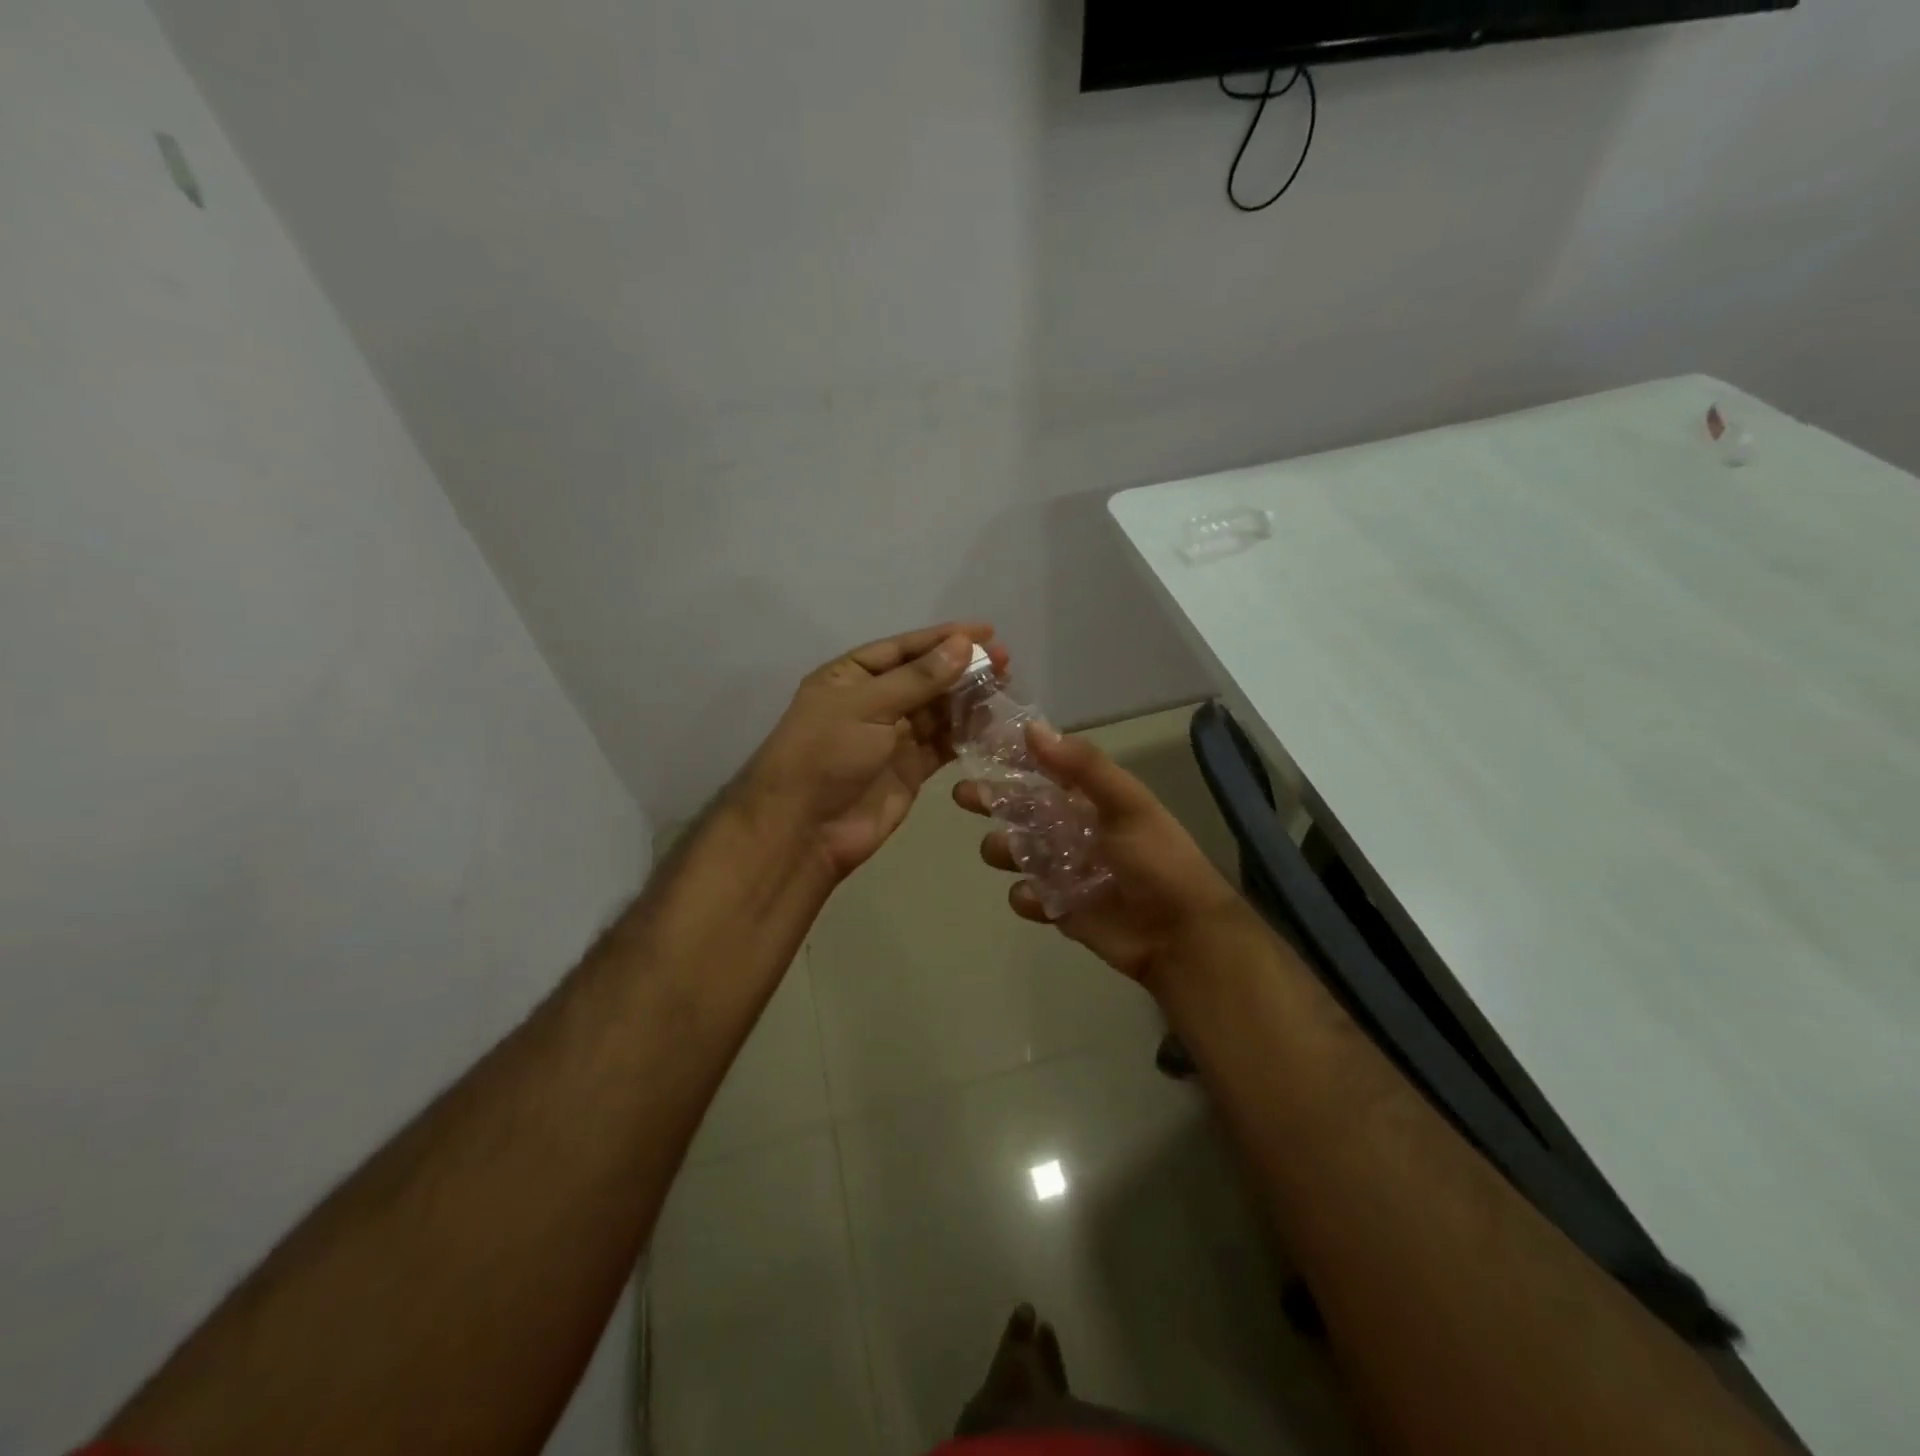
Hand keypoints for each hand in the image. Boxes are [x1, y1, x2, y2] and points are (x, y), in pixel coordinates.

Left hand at [739, 622, 1007, 881]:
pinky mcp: (910, 769)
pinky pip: (943, 744)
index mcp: (851, 677)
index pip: (904, 648)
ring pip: (938, 710)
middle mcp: (873, 702)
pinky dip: (966, 734)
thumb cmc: (826, 755)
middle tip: (1006, 661)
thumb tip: (964, 644)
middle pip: (925, 677)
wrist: (805, 830)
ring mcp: (892, 737)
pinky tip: (993, 724)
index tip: (987, 631)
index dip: (944, 638)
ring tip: (1006, 689)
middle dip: (963, 668)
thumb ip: (919, 678)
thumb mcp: (868, 706)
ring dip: (969, 699)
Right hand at [953, 723, 1245, 988]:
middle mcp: (1073, 828)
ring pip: (1019, 852)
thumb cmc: (1157, 860)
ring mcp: (1065, 869)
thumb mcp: (1125, 804)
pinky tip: (1035, 897)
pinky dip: (1026, 896)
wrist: (1180, 935)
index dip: (1014, 757)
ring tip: (1002, 850)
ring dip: (1004, 848)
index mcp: (1090, 799)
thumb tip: (1032, 727)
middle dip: (993, 801)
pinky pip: (1029, 897)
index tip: (979, 745)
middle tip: (963, 795)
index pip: (1045, 769)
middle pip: (1022, 809)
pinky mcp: (1061, 907)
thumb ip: (1082, 767)